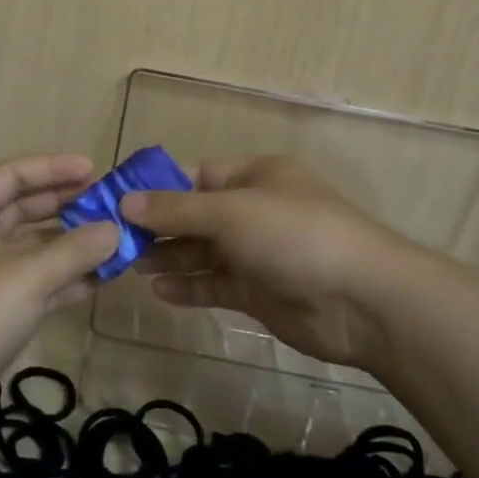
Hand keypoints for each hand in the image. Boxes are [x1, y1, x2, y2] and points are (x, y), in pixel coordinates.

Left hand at [0, 155, 119, 441]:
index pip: (12, 175)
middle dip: (65, 205)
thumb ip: (76, 249)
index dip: (53, 168)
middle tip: (108, 204)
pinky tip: (99, 279)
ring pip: (31, 250)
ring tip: (113, 241)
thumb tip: (116, 229)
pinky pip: (33, 284)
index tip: (94, 170)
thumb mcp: (29, 274)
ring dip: (70, 246)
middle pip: (22, 210)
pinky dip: (63, 280)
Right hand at [122, 157, 446, 375]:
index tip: (116, 202)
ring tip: (128, 265)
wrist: (363, 301)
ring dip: (169, 257)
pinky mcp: (260, 292)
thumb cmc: (294, 235)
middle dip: (157, 226)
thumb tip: (126, 202)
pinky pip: (216, 284)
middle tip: (114, 240)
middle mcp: (253, 210)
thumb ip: (176, 210)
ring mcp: (257, 253)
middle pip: (195, 215)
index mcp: (252, 176)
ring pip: (203, 251)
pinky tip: (159, 292)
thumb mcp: (230, 213)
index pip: (195, 176)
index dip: (156, 188)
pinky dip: (190, 287)